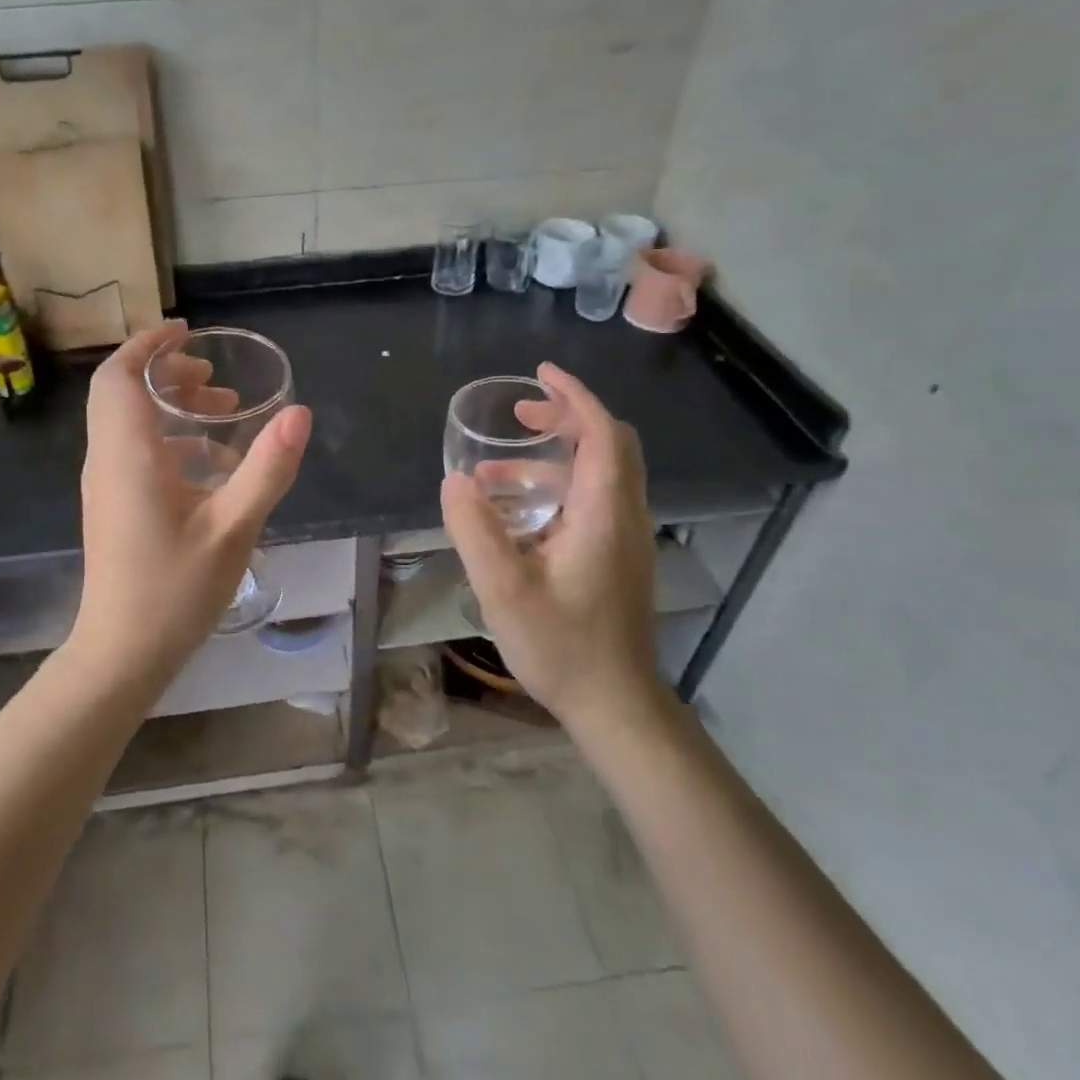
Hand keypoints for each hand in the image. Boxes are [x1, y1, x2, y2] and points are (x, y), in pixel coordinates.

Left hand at [75, 320, 310, 676]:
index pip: (119, 376)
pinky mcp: (112, 505)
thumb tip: (298, 413)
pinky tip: (211, 464)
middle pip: (121, 392)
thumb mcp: (233, 528)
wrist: (122, 654)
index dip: (148, 344)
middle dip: (167, 372)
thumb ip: (267, 469)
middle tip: (216, 378)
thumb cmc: (174, 590)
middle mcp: (107, 460)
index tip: (187, 331)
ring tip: (223, 412)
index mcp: (129, 454)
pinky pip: (134, 450)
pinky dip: (169, 437)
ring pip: (127, 421)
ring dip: (170, 405)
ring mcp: (105, 484)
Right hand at [440, 363, 664, 727]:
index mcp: (603, 513)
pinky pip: (591, 501)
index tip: (540, 375)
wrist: (614, 704)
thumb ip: (475, 530)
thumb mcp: (503, 589)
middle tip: (519, 416)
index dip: (574, 397)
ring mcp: (625, 539)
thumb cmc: (561, 646)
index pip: (602, 434)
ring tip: (494, 473)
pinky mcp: (617, 558)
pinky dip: (556, 488)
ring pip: (598, 475)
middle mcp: (624, 516)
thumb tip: (455, 481)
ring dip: (552, 459)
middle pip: (609, 445)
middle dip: (566, 418)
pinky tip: (514, 516)